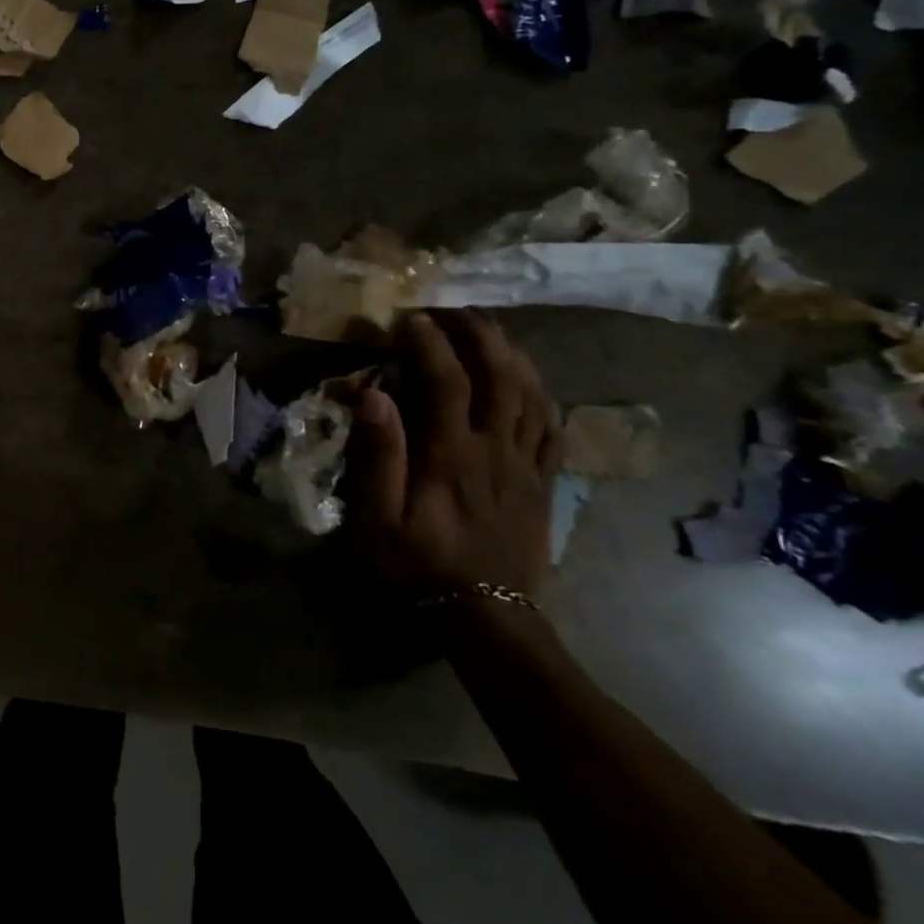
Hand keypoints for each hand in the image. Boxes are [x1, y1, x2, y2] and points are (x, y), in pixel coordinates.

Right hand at [347, 311, 561, 597]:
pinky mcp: (543, 482)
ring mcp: (526, 465)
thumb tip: (372, 394)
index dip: (431, 343)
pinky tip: (528, 379)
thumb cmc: (419, 562)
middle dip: (479, 334)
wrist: (486, 615)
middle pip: (500, 376)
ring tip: (490, 330)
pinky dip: (541, 393)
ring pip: (532, 395)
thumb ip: (378, 454)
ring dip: (512, 354)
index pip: (447, 381)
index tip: (411, 317)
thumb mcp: (379, 516)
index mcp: (452, 454)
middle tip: (456, 309)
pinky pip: (552, 427)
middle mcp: (495, 449)